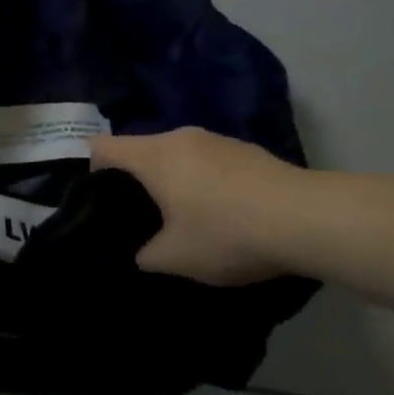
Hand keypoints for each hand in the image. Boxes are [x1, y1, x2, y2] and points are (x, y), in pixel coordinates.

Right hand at [88, 127, 305, 285]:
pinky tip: (218, 211)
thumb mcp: (176, 257)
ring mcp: (217, 140)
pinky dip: (201, 180)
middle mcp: (181, 137)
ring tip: (175, 215)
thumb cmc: (227, 233)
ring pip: (176, 155)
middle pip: (140, 150)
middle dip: (132, 179)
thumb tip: (143, 252)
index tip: (87, 195)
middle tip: (131, 214)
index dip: (86, 168)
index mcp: (154, 156)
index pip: (102, 148)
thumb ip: (146, 254)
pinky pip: (207, 161)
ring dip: (170, 180)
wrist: (306, 218)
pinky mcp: (246, 150)